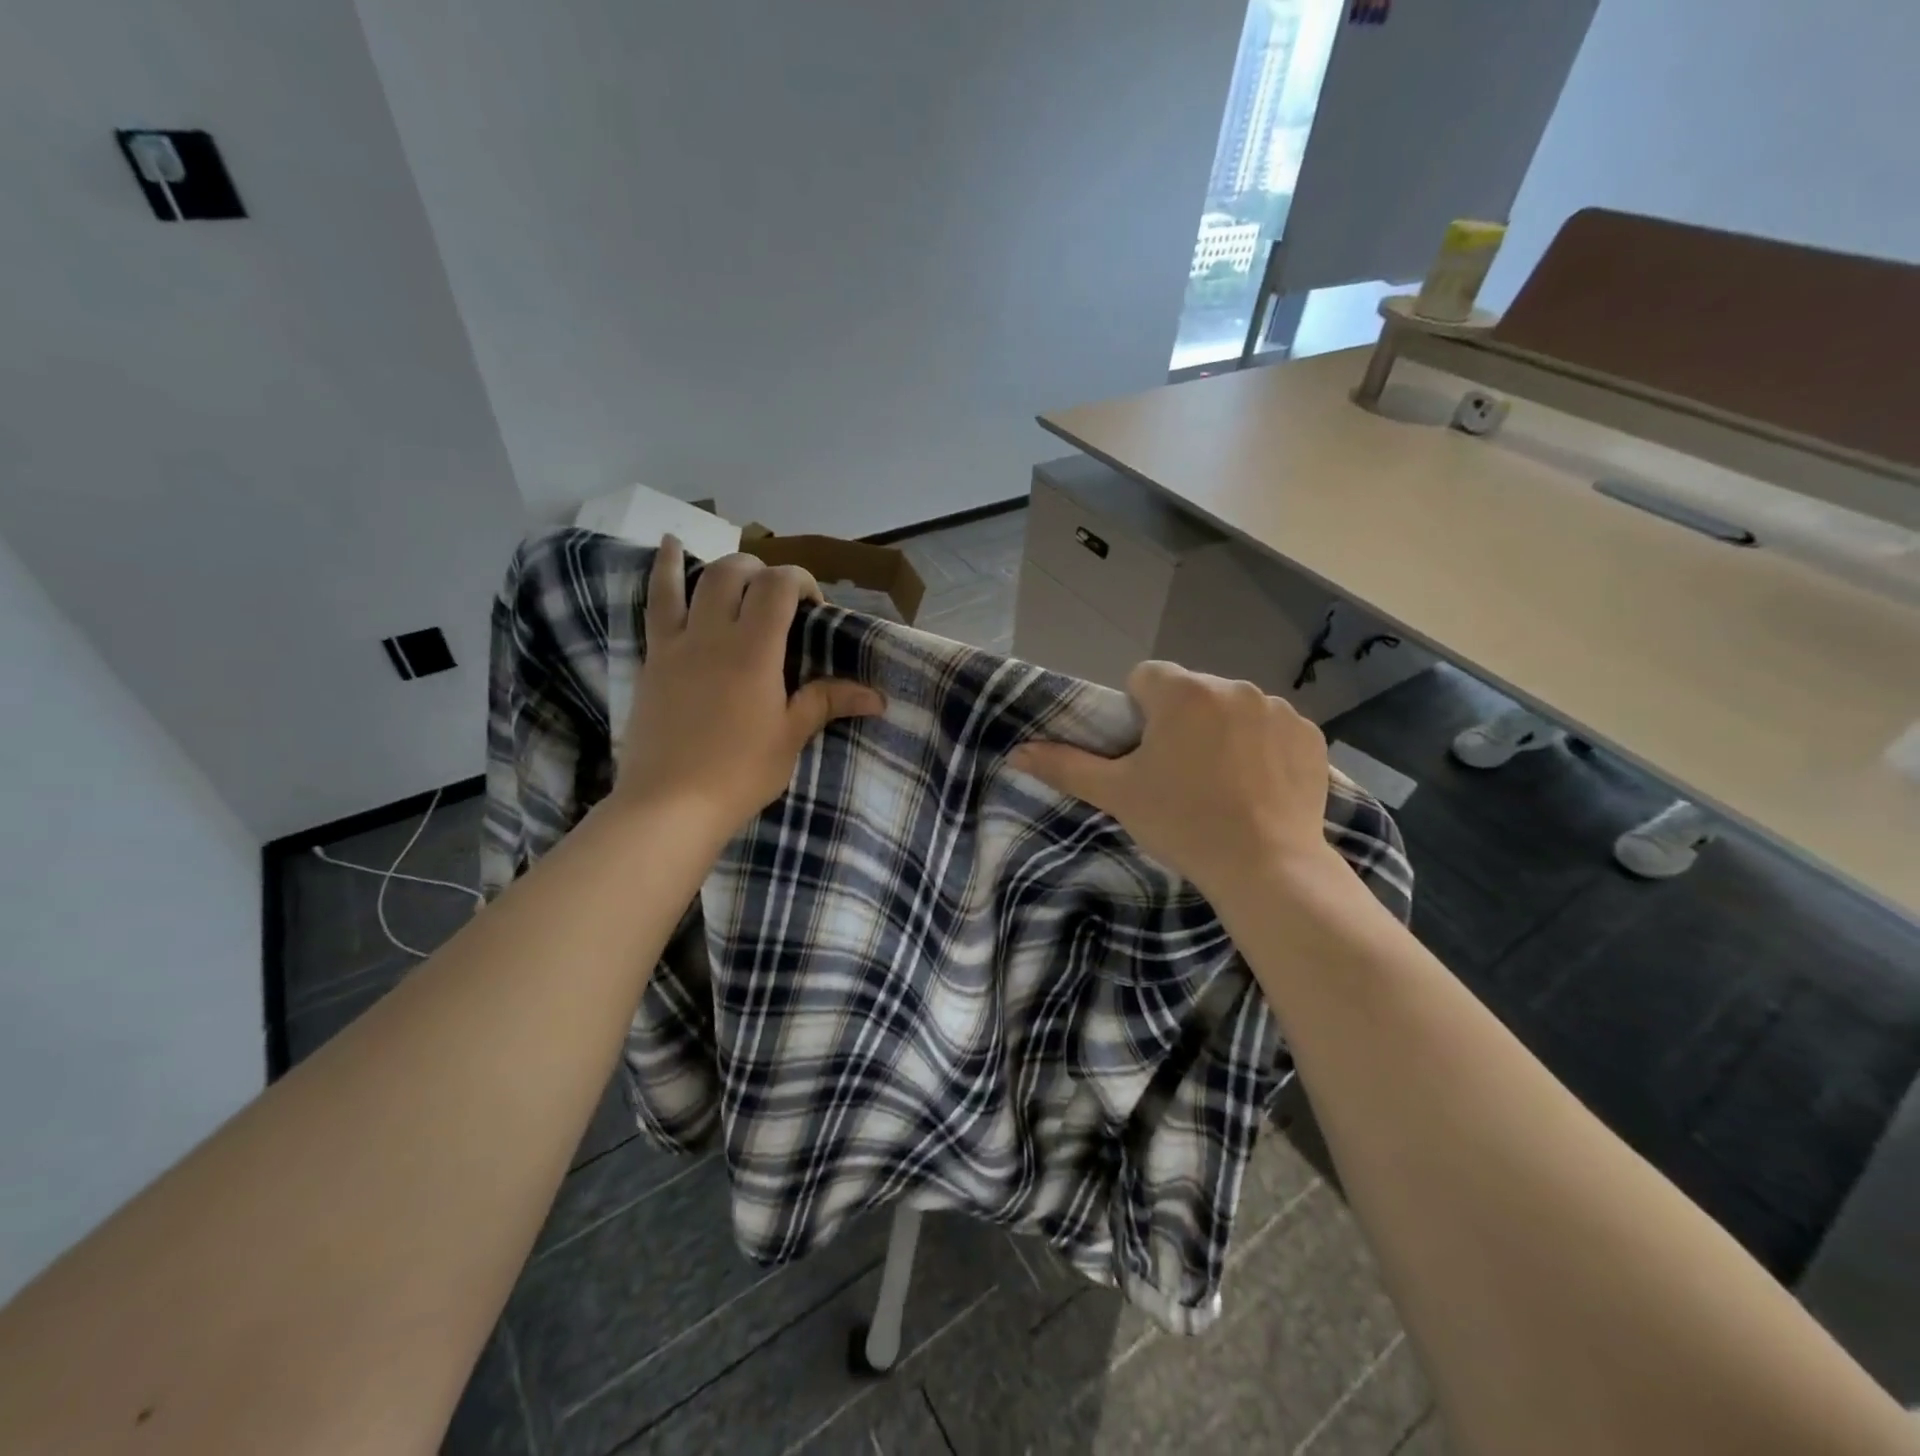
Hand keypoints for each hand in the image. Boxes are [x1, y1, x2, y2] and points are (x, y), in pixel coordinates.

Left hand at [614, 536, 883, 839]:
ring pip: (697, 580)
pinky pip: (657, 603)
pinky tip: (669, 547)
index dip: (802, 581)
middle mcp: (713, 634)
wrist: (669, 804)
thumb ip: (826, 702)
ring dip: (723, 566)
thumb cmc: (739, 773)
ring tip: (737, 562)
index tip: (815, 608)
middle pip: (737, 573)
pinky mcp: (653, 659)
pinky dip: (665, 571)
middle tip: (781, 601)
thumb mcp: (790, 737)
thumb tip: (878, 697)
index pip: (779, 586)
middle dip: (765, 573)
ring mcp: (677, 643)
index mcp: (754, 650)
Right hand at [1009, 661, 1338, 906]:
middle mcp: (1232, 686)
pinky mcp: (1310, 735)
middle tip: (1179, 774)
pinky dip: (1263, 747)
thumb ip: (1066, 766)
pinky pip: (1273, 728)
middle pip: (1191, 692)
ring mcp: (1277, 709)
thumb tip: (1017, 752)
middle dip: (1181, 721)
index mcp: (1183, 692)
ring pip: (1233, 709)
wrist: (1268, 867)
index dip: (1138, 712)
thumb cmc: (1182, 823)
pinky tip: (1259, 786)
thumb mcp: (1117, 795)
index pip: (1146, 677)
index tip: (1144, 753)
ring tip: (1223, 783)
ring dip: (1223, 731)